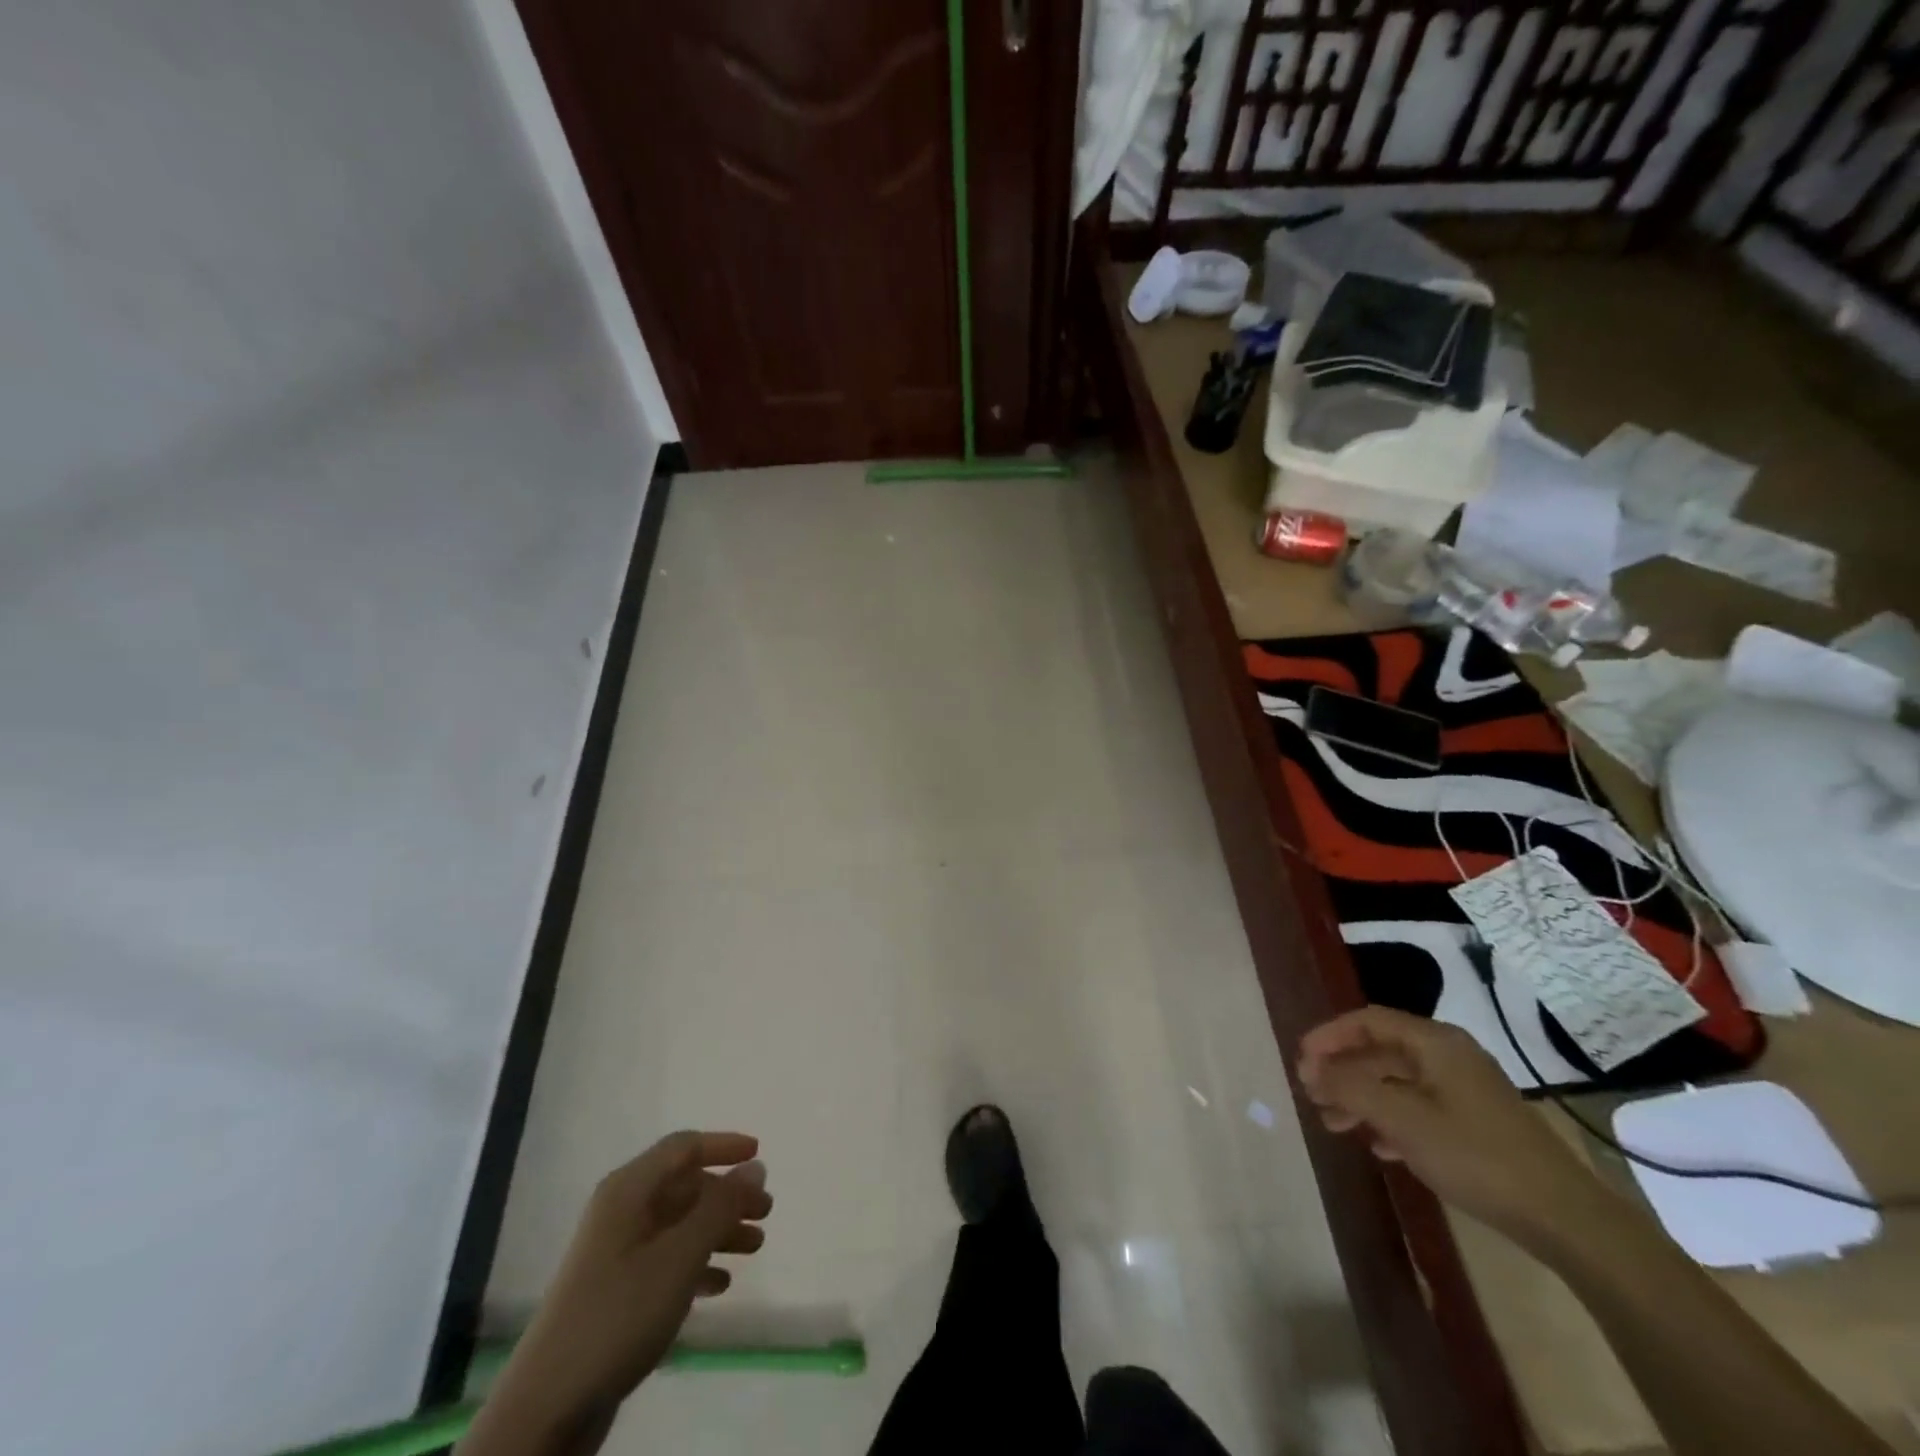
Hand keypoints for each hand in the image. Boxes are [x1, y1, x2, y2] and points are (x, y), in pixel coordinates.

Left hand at [493, 1132, 771, 1429]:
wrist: (545, 1410)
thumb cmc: (618, 1315)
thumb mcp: (680, 1256)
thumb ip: (721, 1207)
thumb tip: (755, 1166)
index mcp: (629, 1190)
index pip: (683, 1147)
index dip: (723, 1145)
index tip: (760, 1154)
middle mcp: (622, 1212)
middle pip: (685, 1187)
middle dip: (728, 1196)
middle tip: (766, 1214)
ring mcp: (616, 1254)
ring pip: (680, 1225)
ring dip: (718, 1232)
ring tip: (755, 1249)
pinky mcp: (615, 1294)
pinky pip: (667, 1261)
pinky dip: (697, 1265)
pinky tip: (720, 1286)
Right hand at [1297, 1008, 1601, 1245]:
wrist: (1564, 1218)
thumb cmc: (1475, 1154)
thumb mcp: (1402, 1118)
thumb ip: (1351, 1088)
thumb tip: (1312, 1069)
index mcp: (1435, 1042)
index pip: (1368, 1021)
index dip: (1329, 1036)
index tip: (1301, 1060)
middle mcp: (1449, 1056)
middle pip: (1381, 1051)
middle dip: (1342, 1071)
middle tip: (1312, 1094)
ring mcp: (1466, 1090)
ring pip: (1398, 1082)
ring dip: (1361, 1098)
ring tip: (1334, 1124)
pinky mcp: (1477, 1123)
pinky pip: (1419, 1108)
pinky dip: (1390, 1120)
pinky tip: (1379, 1146)